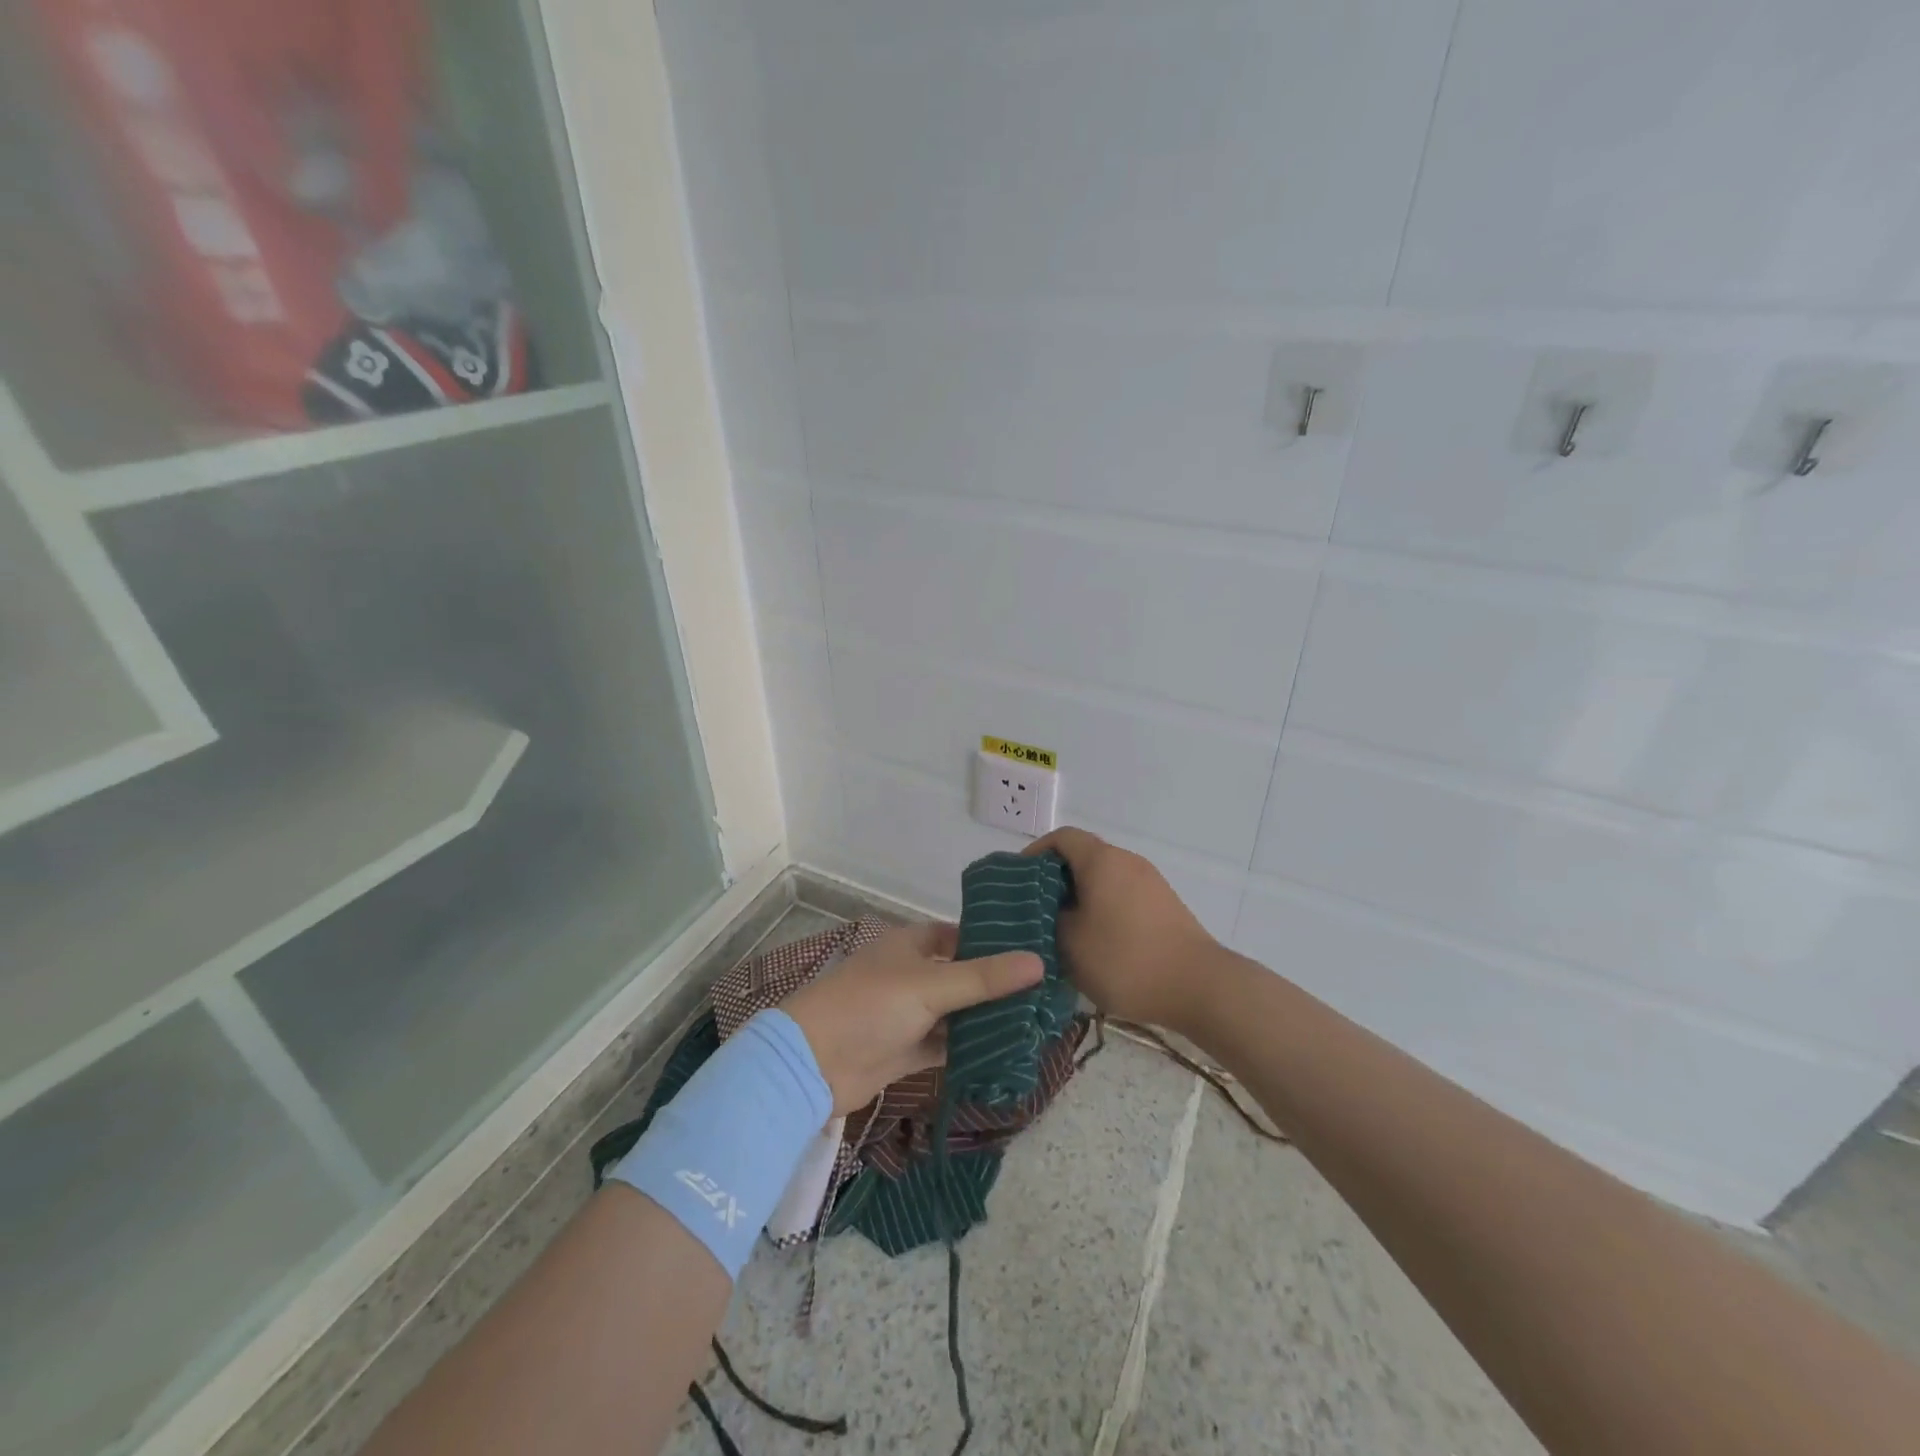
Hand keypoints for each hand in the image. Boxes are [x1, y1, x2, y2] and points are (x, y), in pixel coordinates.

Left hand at [778, 923, 1043, 1114]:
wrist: (812, 1065)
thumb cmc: (869, 1006)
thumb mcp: (929, 986)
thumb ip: (984, 978)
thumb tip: (1039, 962)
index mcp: (911, 944)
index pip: (960, 935)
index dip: (992, 941)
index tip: (1035, 949)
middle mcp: (912, 975)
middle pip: (962, 976)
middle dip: (997, 985)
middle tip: (1047, 992)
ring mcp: (908, 1014)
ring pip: (956, 1013)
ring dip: (987, 1020)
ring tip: (1037, 1023)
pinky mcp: (906, 1050)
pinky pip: (946, 1045)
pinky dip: (970, 1049)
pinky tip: (1006, 1054)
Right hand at [1026, 827, 1220, 1029]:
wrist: (1200, 986)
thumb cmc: (1126, 960)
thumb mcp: (1070, 943)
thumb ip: (1050, 918)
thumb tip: (1048, 910)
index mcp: (1101, 860)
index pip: (1061, 838)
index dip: (1034, 853)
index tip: (1017, 881)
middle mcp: (1127, 861)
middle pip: (1082, 856)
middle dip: (1054, 880)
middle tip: (1034, 911)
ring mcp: (1150, 882)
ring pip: (1103, 879)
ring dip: (1079, 897)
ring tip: (1061, 930)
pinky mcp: (1164, 905)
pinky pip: (1122, 895)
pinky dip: (1102, 909)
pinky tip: (1095, 943)